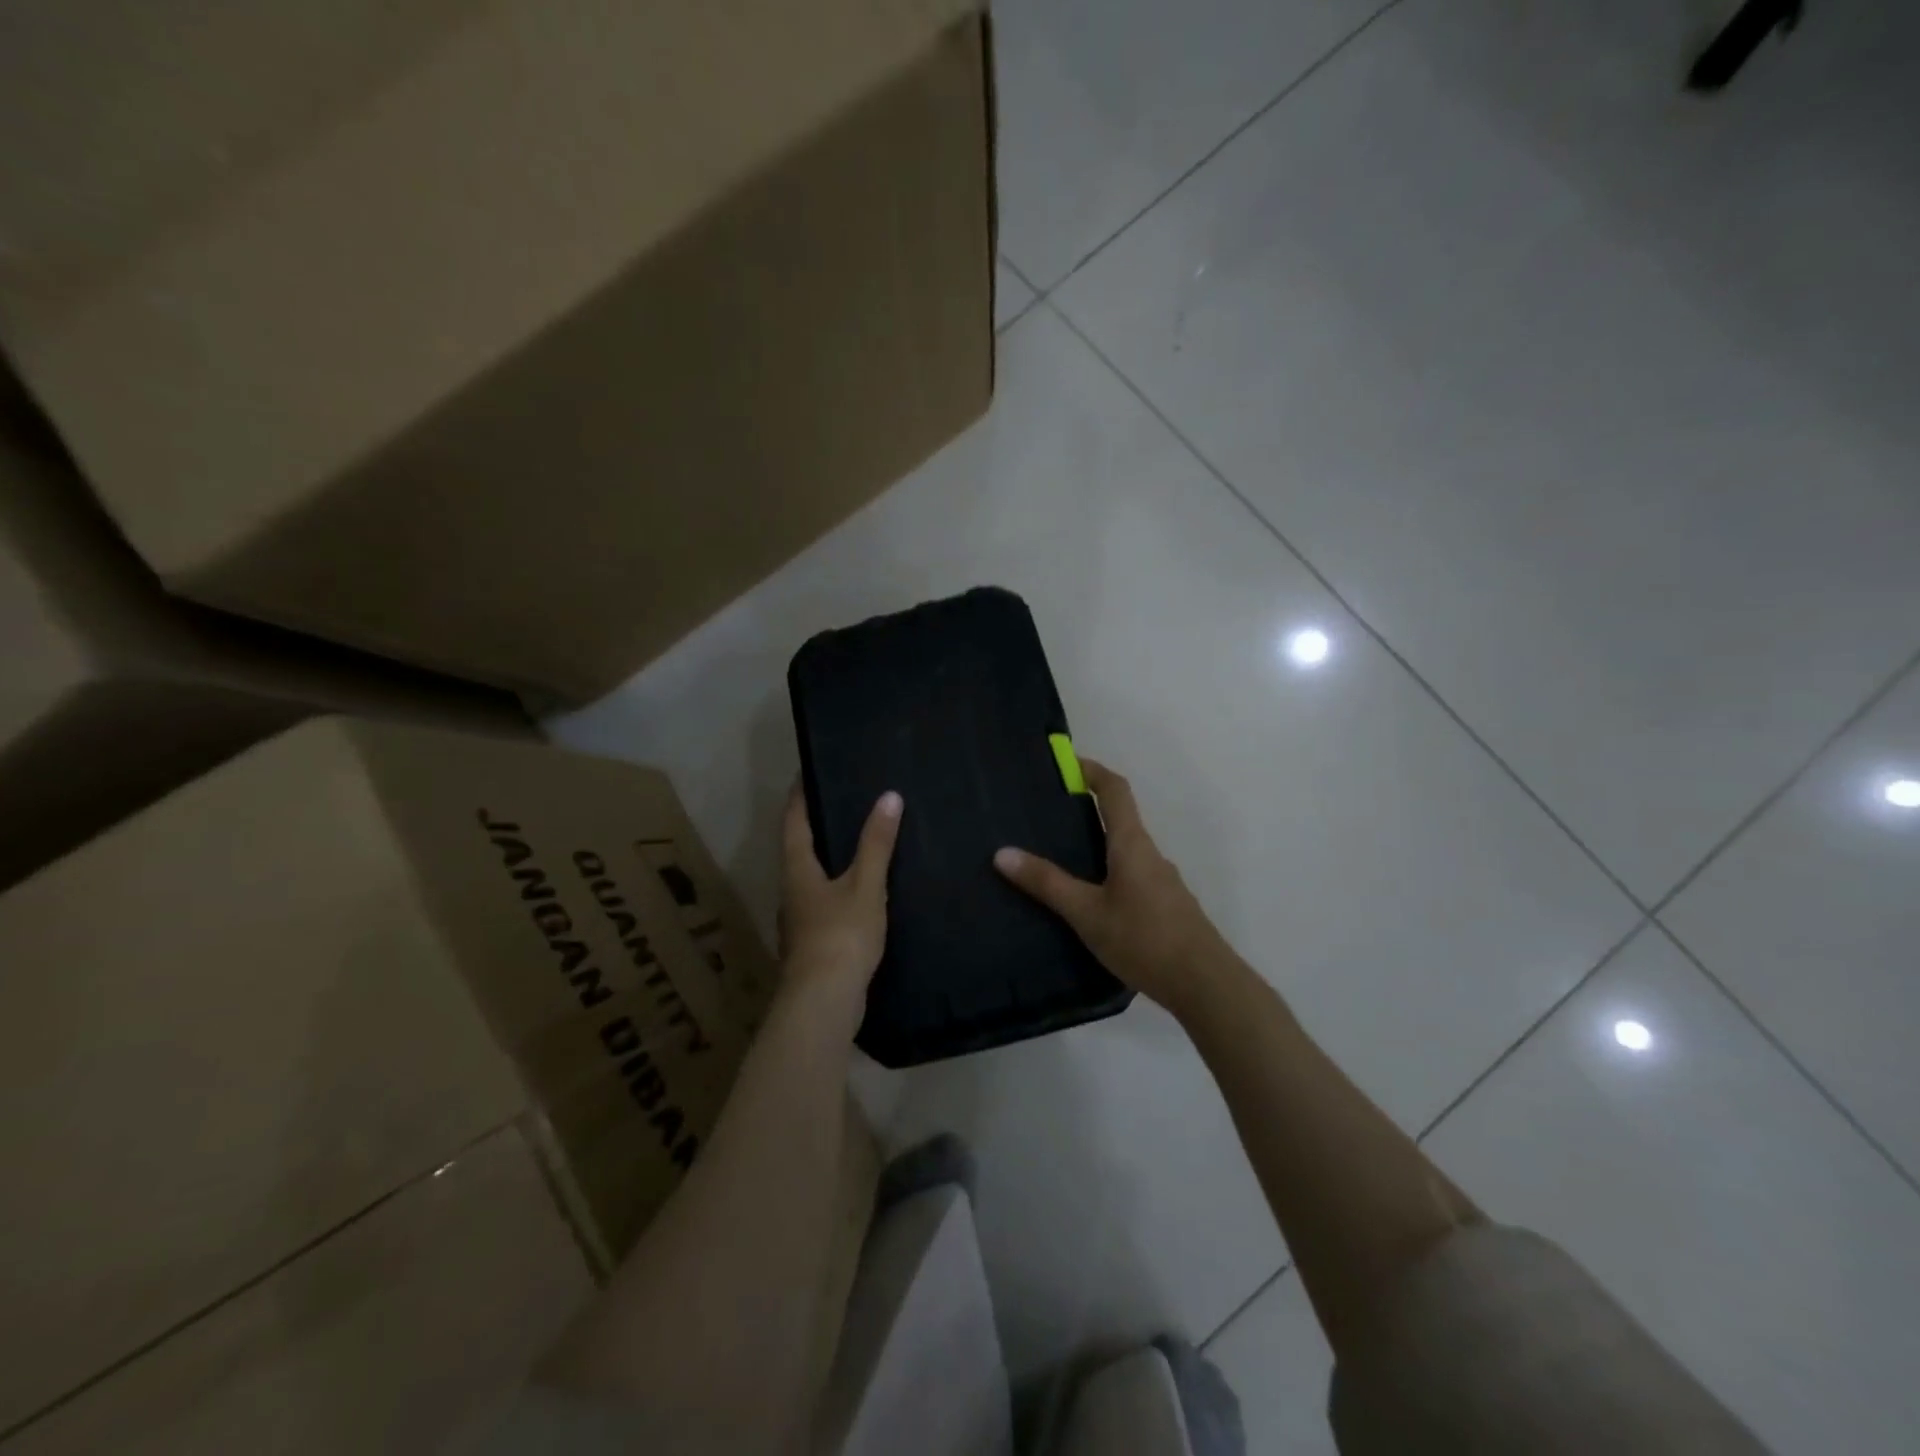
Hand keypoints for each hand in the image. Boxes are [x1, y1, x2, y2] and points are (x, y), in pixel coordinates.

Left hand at [778, 785, 902, 1007]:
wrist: (824, 1003)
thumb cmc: (841, 936)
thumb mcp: (865, 886)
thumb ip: (876, 843)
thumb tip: (889, 796)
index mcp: (797, 870)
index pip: (793, 821)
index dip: (800, 794)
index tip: (809, 770)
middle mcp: (791, 890)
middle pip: (798, 848)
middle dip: (816, 824)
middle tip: (844, 800)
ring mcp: (800, 920)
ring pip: (811, 877)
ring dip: (828, 857)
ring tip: (858, 842)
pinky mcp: (814, 943)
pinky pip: (824, 902)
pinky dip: (839, 886)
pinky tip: (863, 891)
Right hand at [995, 759, 1232, 1018]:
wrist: (1205, 984)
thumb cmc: (1144, 939)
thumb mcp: (1087, 913)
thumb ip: (1047, 883)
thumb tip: (1003, 853)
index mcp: (1132, 844)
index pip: (1115, 790)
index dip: (1092, 770)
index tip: (1066, 763)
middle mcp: (1150, 854)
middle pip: (1120, 819)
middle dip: (1087, 810)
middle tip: (1048, 817)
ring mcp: (1163, 881)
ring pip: (1126, 851)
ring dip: (1098, 846)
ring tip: (1061, 861)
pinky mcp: (1167, 906)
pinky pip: (1133, 876)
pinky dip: (1109, 873)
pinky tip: (1090, 902)